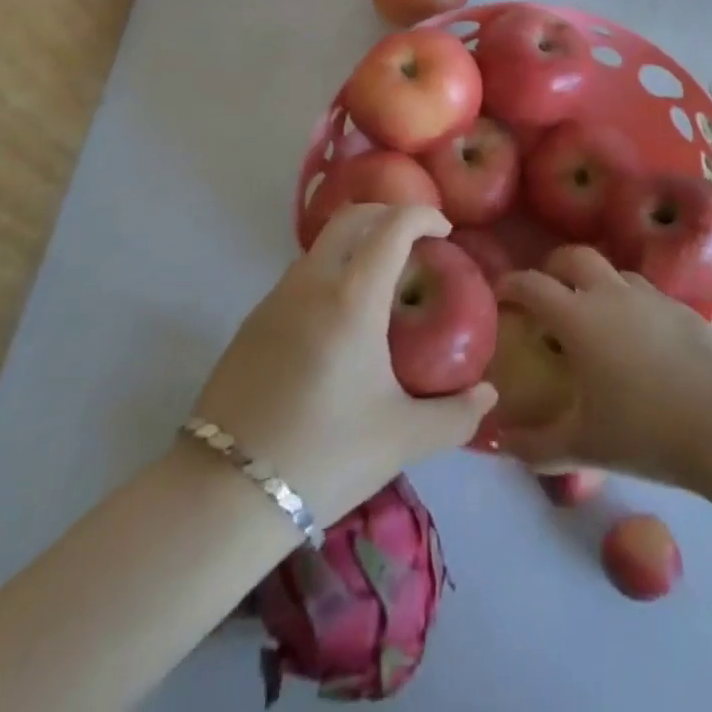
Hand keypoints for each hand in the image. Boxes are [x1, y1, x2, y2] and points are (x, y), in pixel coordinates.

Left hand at [187, 204, 495, 524]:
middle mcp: (312, 282)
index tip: (445, 230)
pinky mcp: (252, 321)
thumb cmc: (324, 457)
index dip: (423, 215)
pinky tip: (340, 322)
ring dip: (357, 244)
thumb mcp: (401, 439)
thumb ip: (455, 415)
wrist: (222, 496)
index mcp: (352, 296)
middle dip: (389, 216)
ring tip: (381, 285)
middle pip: (353, 218)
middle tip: (416, 243)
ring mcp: (276, 298)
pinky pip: (301, 275)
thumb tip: (488, 396)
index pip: (393, 225)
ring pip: (323, 244)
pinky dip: (330, 272)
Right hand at [496, 245, 711, 483]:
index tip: (500, 294)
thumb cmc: (644, 431)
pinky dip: (630, 303)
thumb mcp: (582, 446)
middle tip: (547, 291)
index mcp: (578, 318)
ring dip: (595, 282)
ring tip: (594, 313)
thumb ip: (534, 445)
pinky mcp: (681, 307)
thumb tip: (498, 443)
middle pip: (573, 256)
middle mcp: (610, 294)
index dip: (510, 284)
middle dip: (553, 267)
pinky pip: (645, 293)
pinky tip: (639, 337)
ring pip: (613, 271)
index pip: (532, 284)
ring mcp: (650, 296)